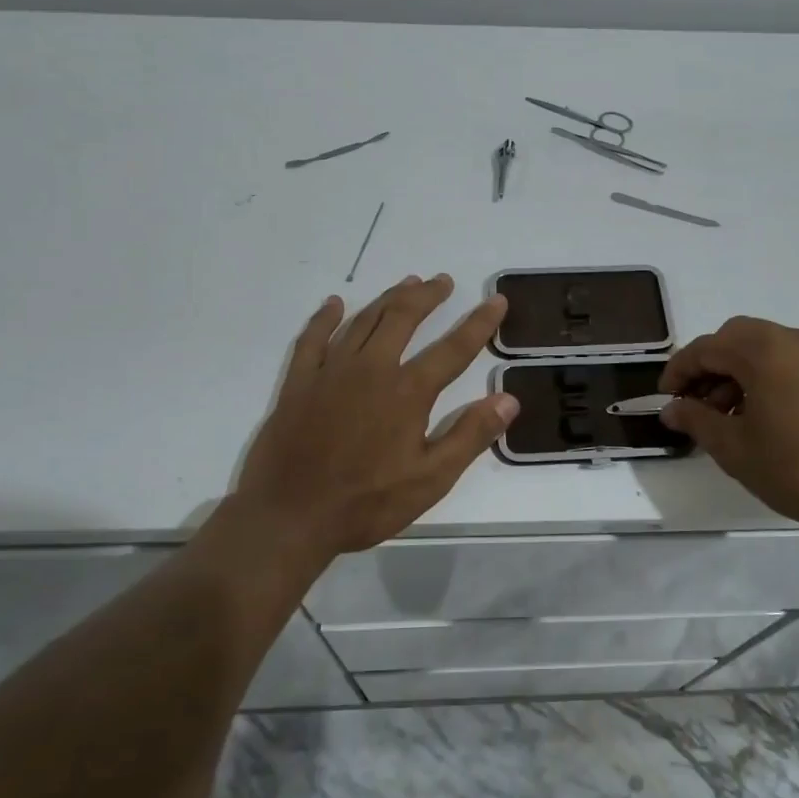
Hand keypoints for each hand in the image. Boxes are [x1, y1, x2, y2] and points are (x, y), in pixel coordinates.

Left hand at [233, 274, 517, 562]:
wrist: (289, 516)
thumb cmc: (366, 503)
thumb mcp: (430, 480)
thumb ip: (470, 436)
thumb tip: (509, 399)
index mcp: (407, 392)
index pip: (454, 349)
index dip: (479, 323)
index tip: (497, 300)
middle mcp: (371, 369)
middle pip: (403, 318)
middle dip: (427, 296)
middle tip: (442, 281)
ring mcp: (331, 372)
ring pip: (364, 321)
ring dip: (388, 299)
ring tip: (407, 283)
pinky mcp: (299, 383)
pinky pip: (312, 339)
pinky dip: (325, 318)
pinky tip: (335, 304)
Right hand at [658, 316, 798, 545]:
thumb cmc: (797, 469)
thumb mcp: (734, 448)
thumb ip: (696, 420)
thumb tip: (672, 409)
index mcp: (763, 350)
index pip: (706, 348)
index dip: (679, 371)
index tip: (665, 398)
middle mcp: (792, 339)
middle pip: (735, 338)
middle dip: (708, 366)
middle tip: (694, 403)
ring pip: (762, 348)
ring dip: (736, 372)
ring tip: (726, 416)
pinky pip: (787, 360)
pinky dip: (764, 376)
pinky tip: (760, 415)